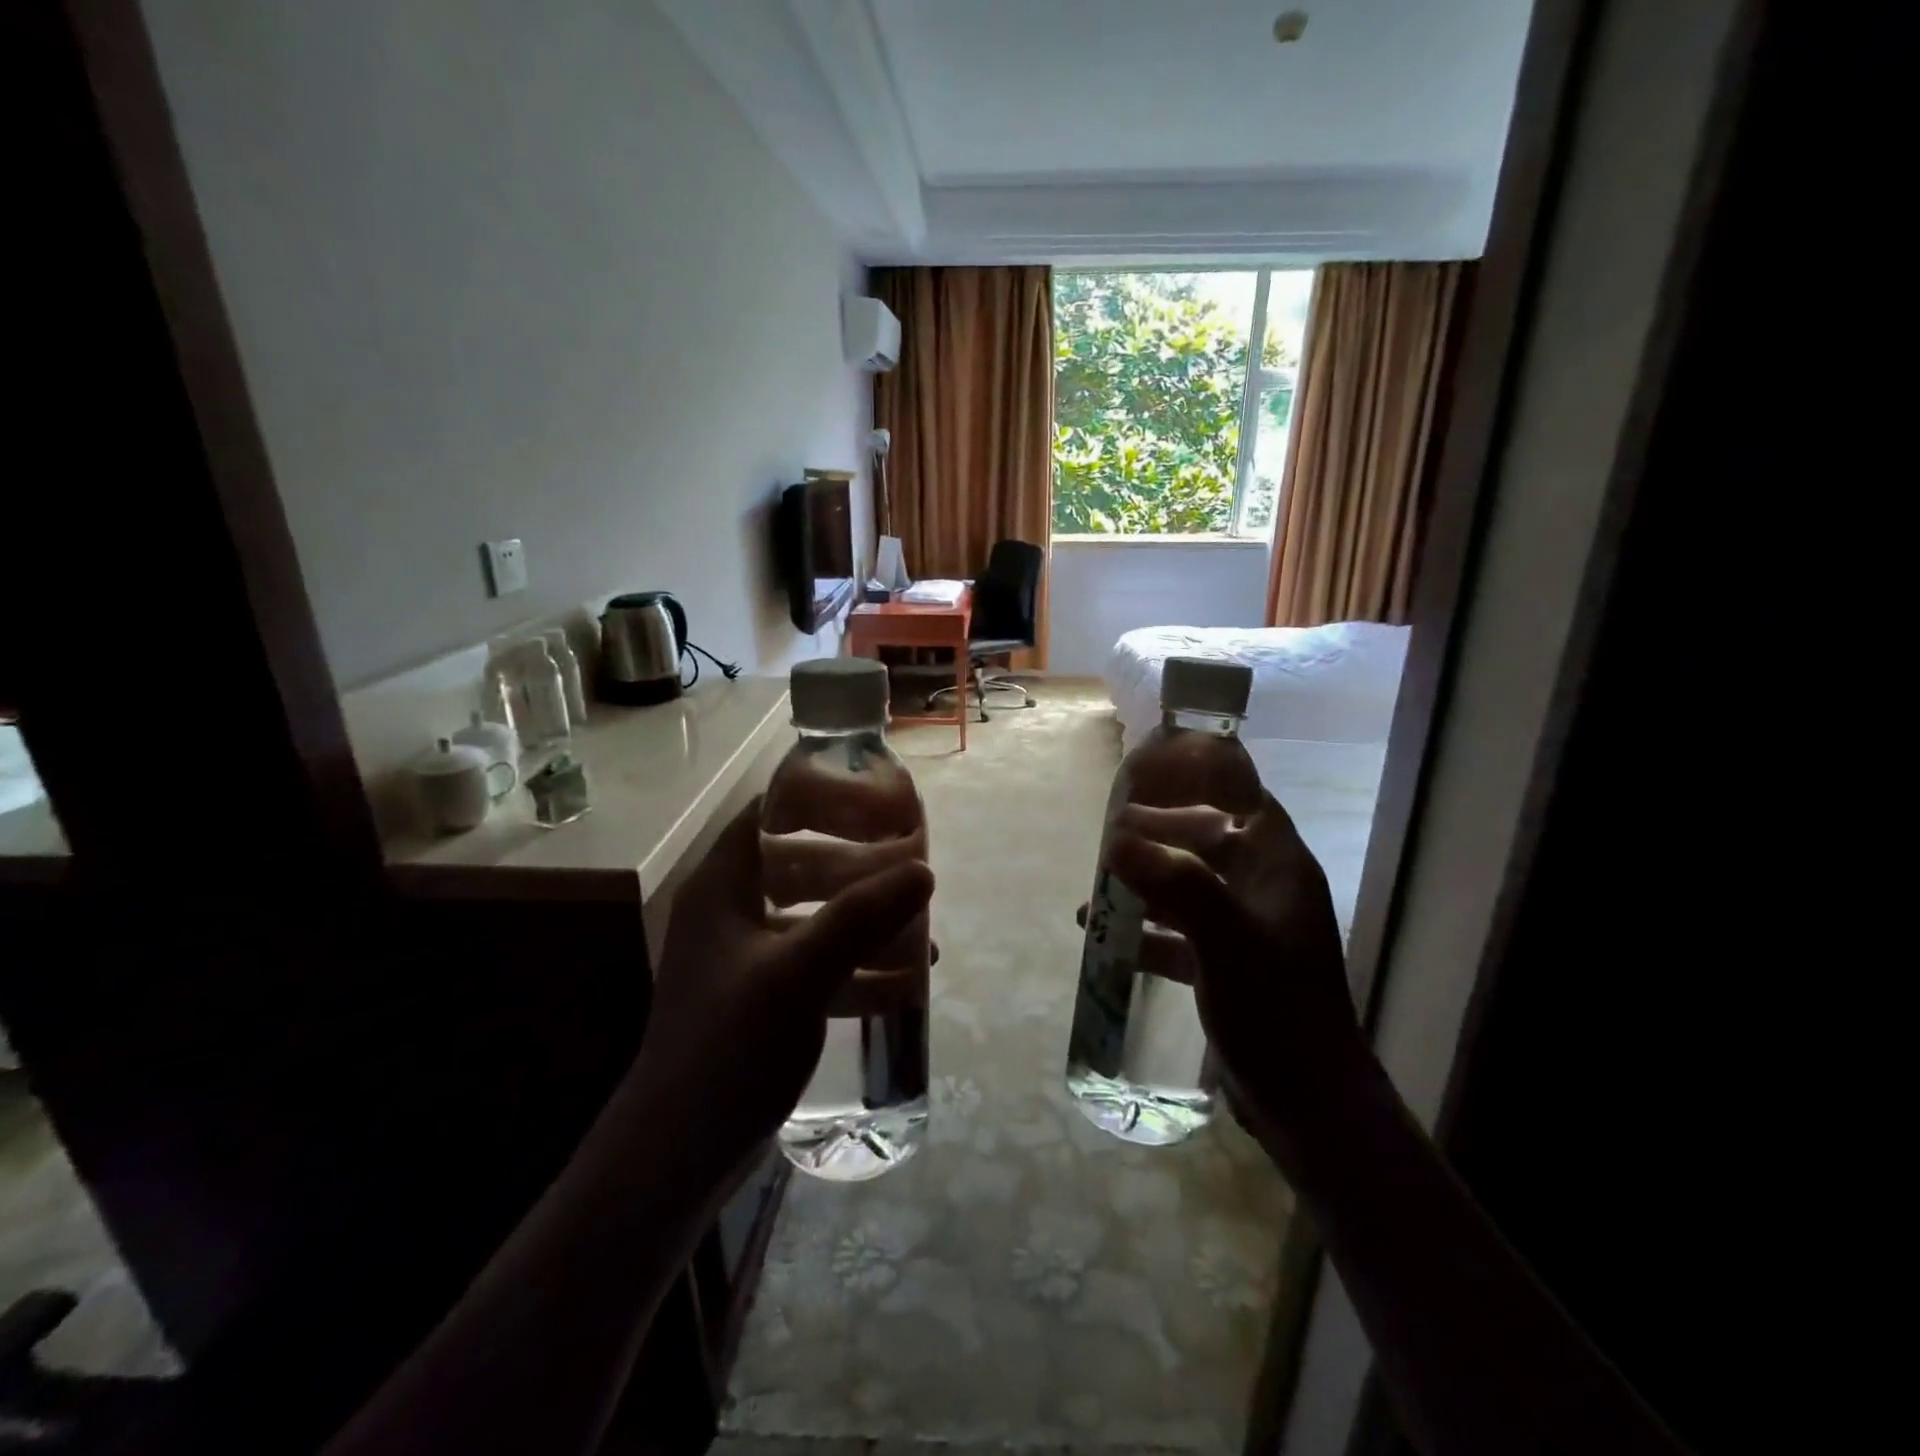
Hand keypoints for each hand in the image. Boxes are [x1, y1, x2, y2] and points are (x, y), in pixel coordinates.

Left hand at [637, 797, 933, 1169]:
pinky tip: (902, 983)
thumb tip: (923, 871)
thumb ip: (861, 918)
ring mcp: (744, 958)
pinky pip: (815, 964)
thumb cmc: (729, 1046)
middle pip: (799, 862)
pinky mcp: (759, 999)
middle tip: (909, 861)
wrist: (677, 1155)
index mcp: (722, 886)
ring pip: (812, 915)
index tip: (876, 802)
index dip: (820, 798)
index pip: (768, 813)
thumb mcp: (800, 974)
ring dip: (862, 917)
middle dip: (856, 862)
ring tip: (917, 923)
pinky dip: (854, 966)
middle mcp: (729, 911)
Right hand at [1103, 792, 1363, 1144]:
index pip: (1246, 799)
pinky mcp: (1228, 963)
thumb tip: (1116, 838)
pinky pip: (1180, 930)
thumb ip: (1176, 887)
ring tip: (1099, 883)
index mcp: (1279, 868)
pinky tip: (1104, 935)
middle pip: (1209, 839)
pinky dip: (1146, 929)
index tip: (1153, 776)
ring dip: (1147, 881)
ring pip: (1190, 885)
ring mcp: (1246, 928)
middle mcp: (1265, 889)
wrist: (1308, 1105)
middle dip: (1160, 833)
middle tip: (1111, 834)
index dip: (1203, 781)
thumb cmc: (1277, 1011)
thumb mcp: (1227, 943)